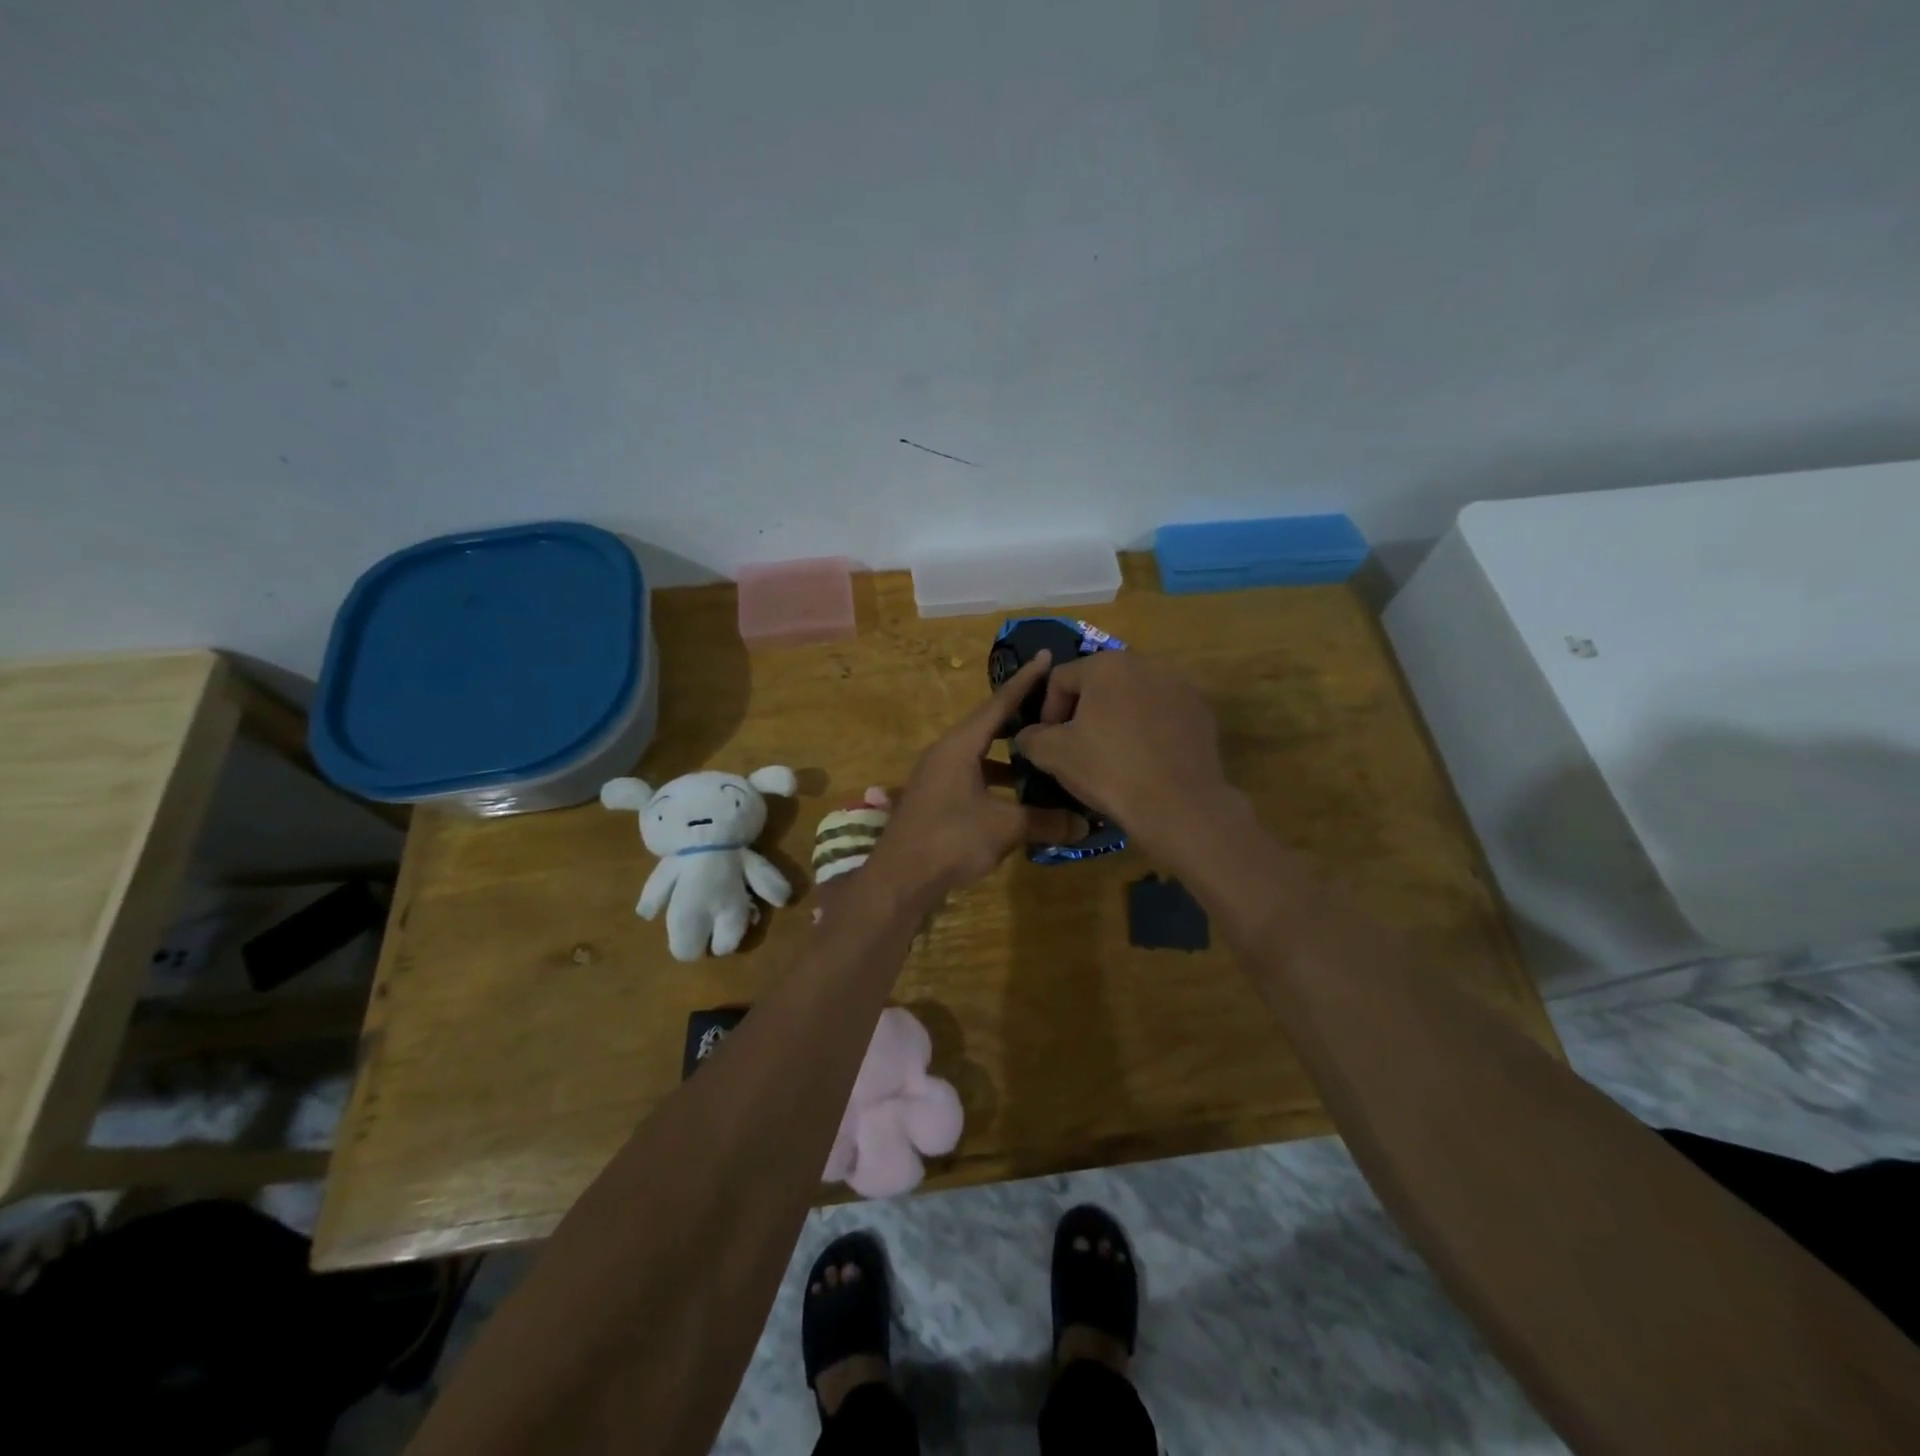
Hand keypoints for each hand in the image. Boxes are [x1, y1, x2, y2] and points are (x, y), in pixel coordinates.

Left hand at [866, 651, 1086, 903]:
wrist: (899, 878)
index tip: (1045, 657)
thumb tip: (1083, 824)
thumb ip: (1046, 821)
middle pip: (988, 727)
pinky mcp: (934, 799)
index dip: (1025, 682)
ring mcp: (936, 776)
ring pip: (979, 755)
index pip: (998, 704)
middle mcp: (945, 752)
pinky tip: (1017, 798)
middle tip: (1052, 710)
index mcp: (960, 745)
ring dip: (1008, 757)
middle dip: (1020, 719)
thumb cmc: (951, 839)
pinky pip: (971, 777)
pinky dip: (995, 780)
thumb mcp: (1005, 827)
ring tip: (1042, 757)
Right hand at [1011, 650, 1234, 860]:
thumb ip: (1031, 736)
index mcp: (1105, 664)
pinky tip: (1144, 759)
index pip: (1060, 678)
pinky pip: (1161, 712)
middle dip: (1083, 711)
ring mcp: (1179, 684)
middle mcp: (1145, 662)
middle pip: (1099, 682)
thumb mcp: (1053, 755)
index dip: (1047, 711)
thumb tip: (1029, 734)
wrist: (1179, 805)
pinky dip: (1147, 728)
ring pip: (1132, 696)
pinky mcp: (1200, 710)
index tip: (1048, 742)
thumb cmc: (1109, 771)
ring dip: (1116, 717)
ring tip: (1112, 753)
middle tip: (1077, 746)